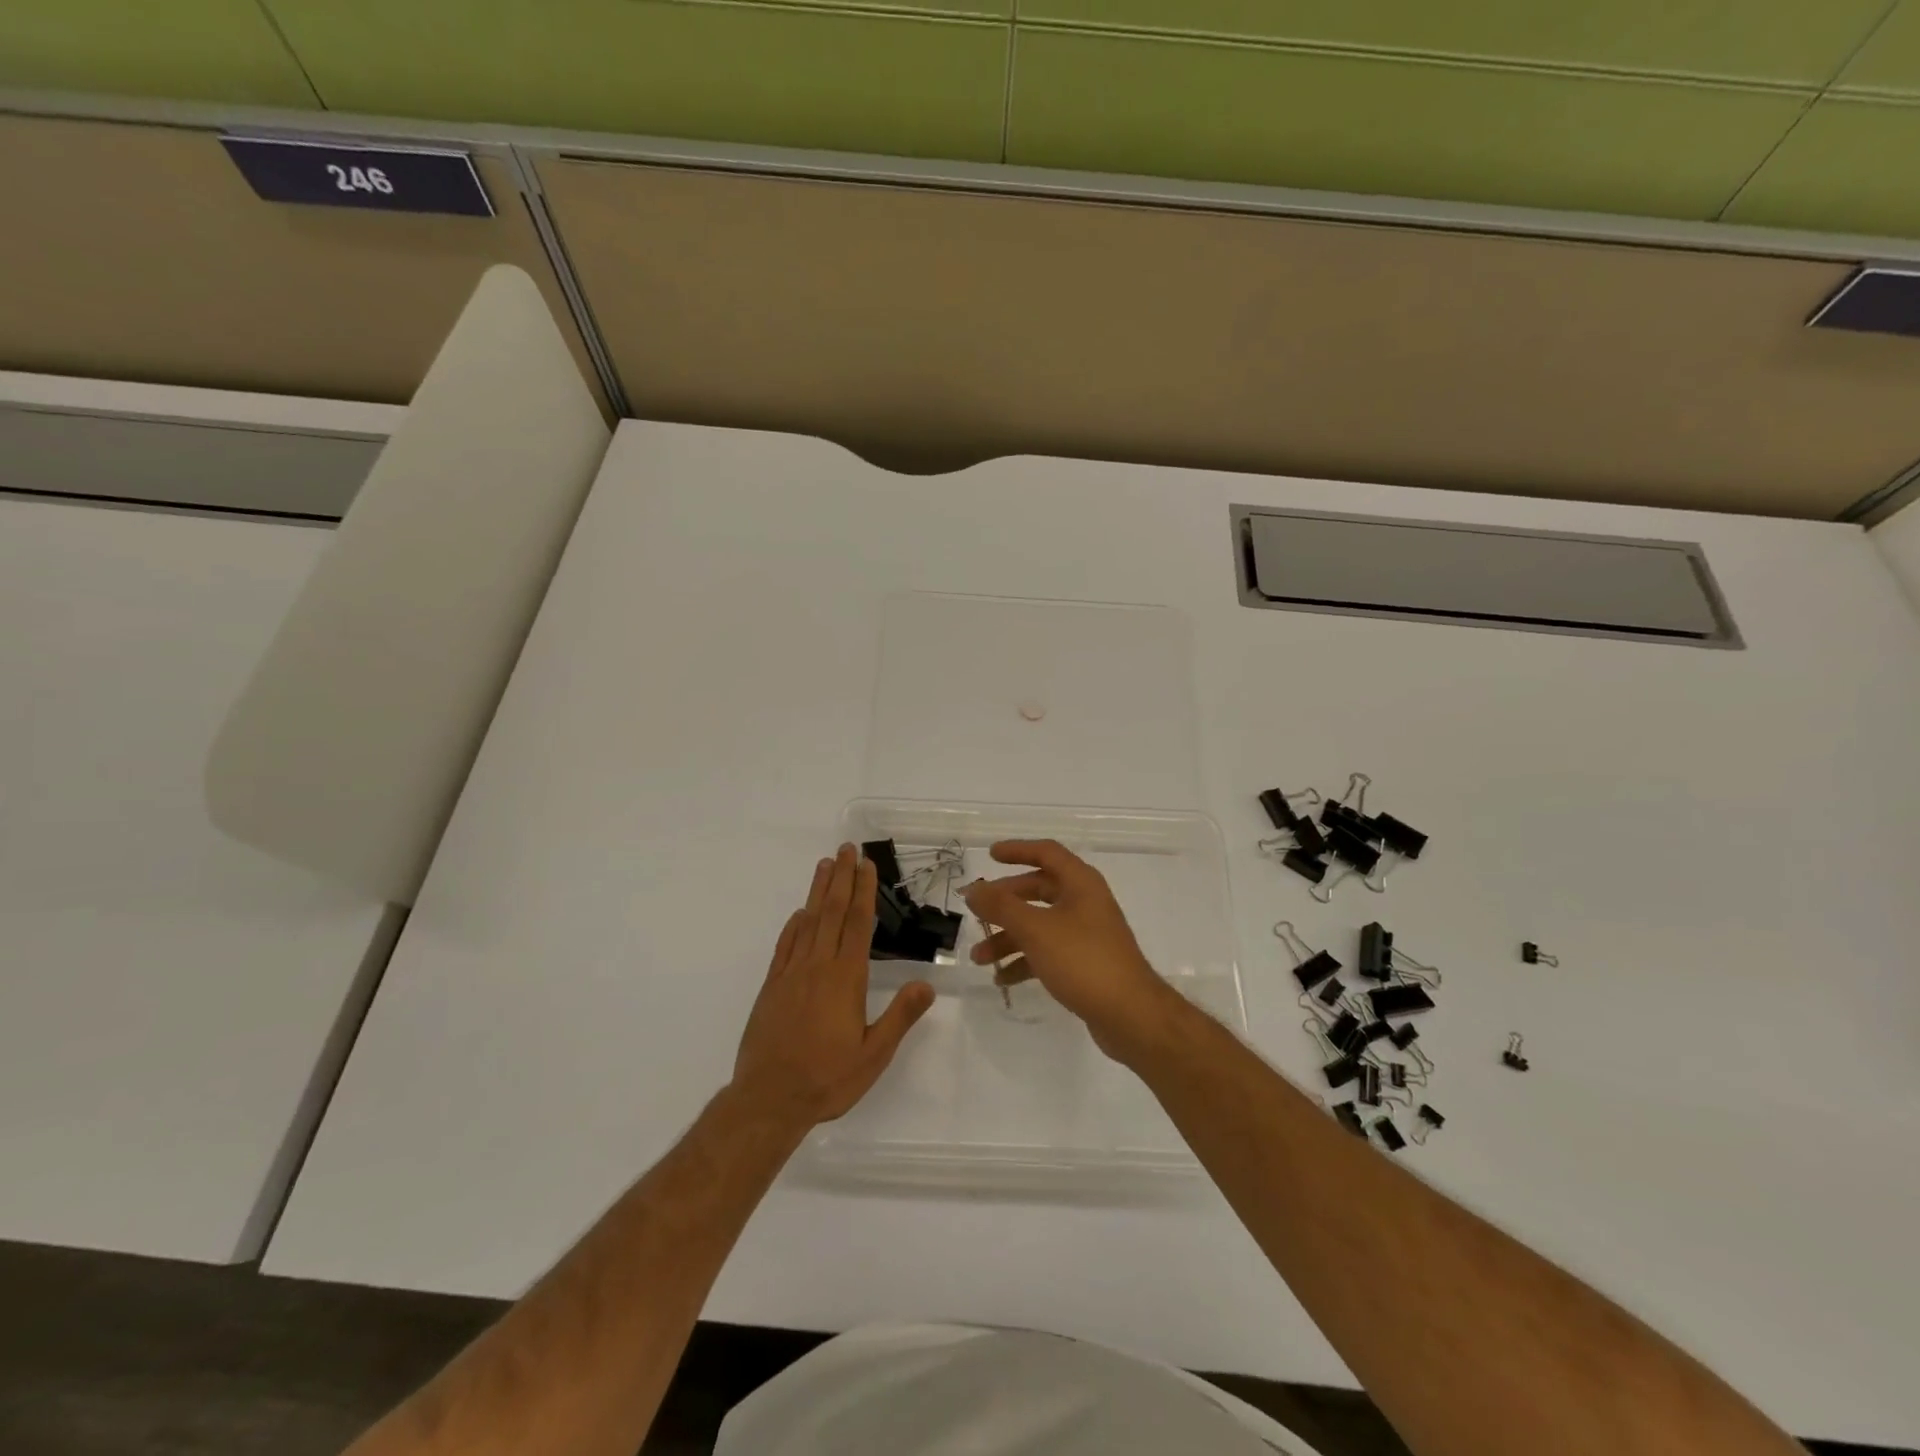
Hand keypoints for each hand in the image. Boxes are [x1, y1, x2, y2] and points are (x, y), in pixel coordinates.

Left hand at [731, 844, 934, 1131]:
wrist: (768, 1099)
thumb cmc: (827, 1078)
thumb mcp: (873, 1054)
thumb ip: (900, 1017)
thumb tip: (927, 984)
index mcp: (845, 978)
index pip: (858, 924)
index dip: (863, 891)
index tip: (866, 865)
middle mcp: (818, 966)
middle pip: (832, 912)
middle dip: (841, 878)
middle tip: (846, 848)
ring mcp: (791, 974)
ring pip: (807, 922)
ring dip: (818, 892)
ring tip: (824, 865)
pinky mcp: (772, 987)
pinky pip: (785, 946)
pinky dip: (793, 925)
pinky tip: (799, 914)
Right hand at [963, 840, 1184, 1063]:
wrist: (1131, 1014)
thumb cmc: (1083, 960)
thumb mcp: (1036, 929)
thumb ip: (1001, 907)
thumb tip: (973, 889)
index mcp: (1080, 883)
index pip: (1046, 853)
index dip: (1017, 850)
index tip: (990, 855)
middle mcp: (1085, 902)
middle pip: (1039, 891)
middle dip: (1005, 903)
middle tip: (977, 913)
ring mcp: (1087, 934)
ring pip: (1040, 925)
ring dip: (1009, 938)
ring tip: (979, 958)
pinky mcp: (1085, 963)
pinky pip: (1048, 952)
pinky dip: (1025, 960)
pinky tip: (1002, 979)